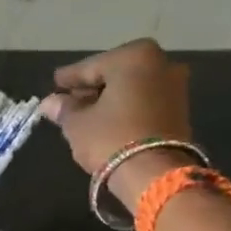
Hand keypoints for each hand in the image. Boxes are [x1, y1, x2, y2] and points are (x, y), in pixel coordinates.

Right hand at [39, 40, 194, 208]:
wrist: (155, 174)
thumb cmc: (111, 138)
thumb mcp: (77, 123)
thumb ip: (63, 108)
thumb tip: (49, 102)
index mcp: (133, 56)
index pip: (90, 66)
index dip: (69, 78)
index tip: (54, 83)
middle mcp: (161, 63)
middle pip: (114, 74)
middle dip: (92, 88)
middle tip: (69, 100)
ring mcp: (175, 86)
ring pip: (131, 88)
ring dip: (110, 99)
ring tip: (86, 114)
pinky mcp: (181, 110)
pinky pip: (144, 102)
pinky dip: (126, 108)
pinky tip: (108, 122)